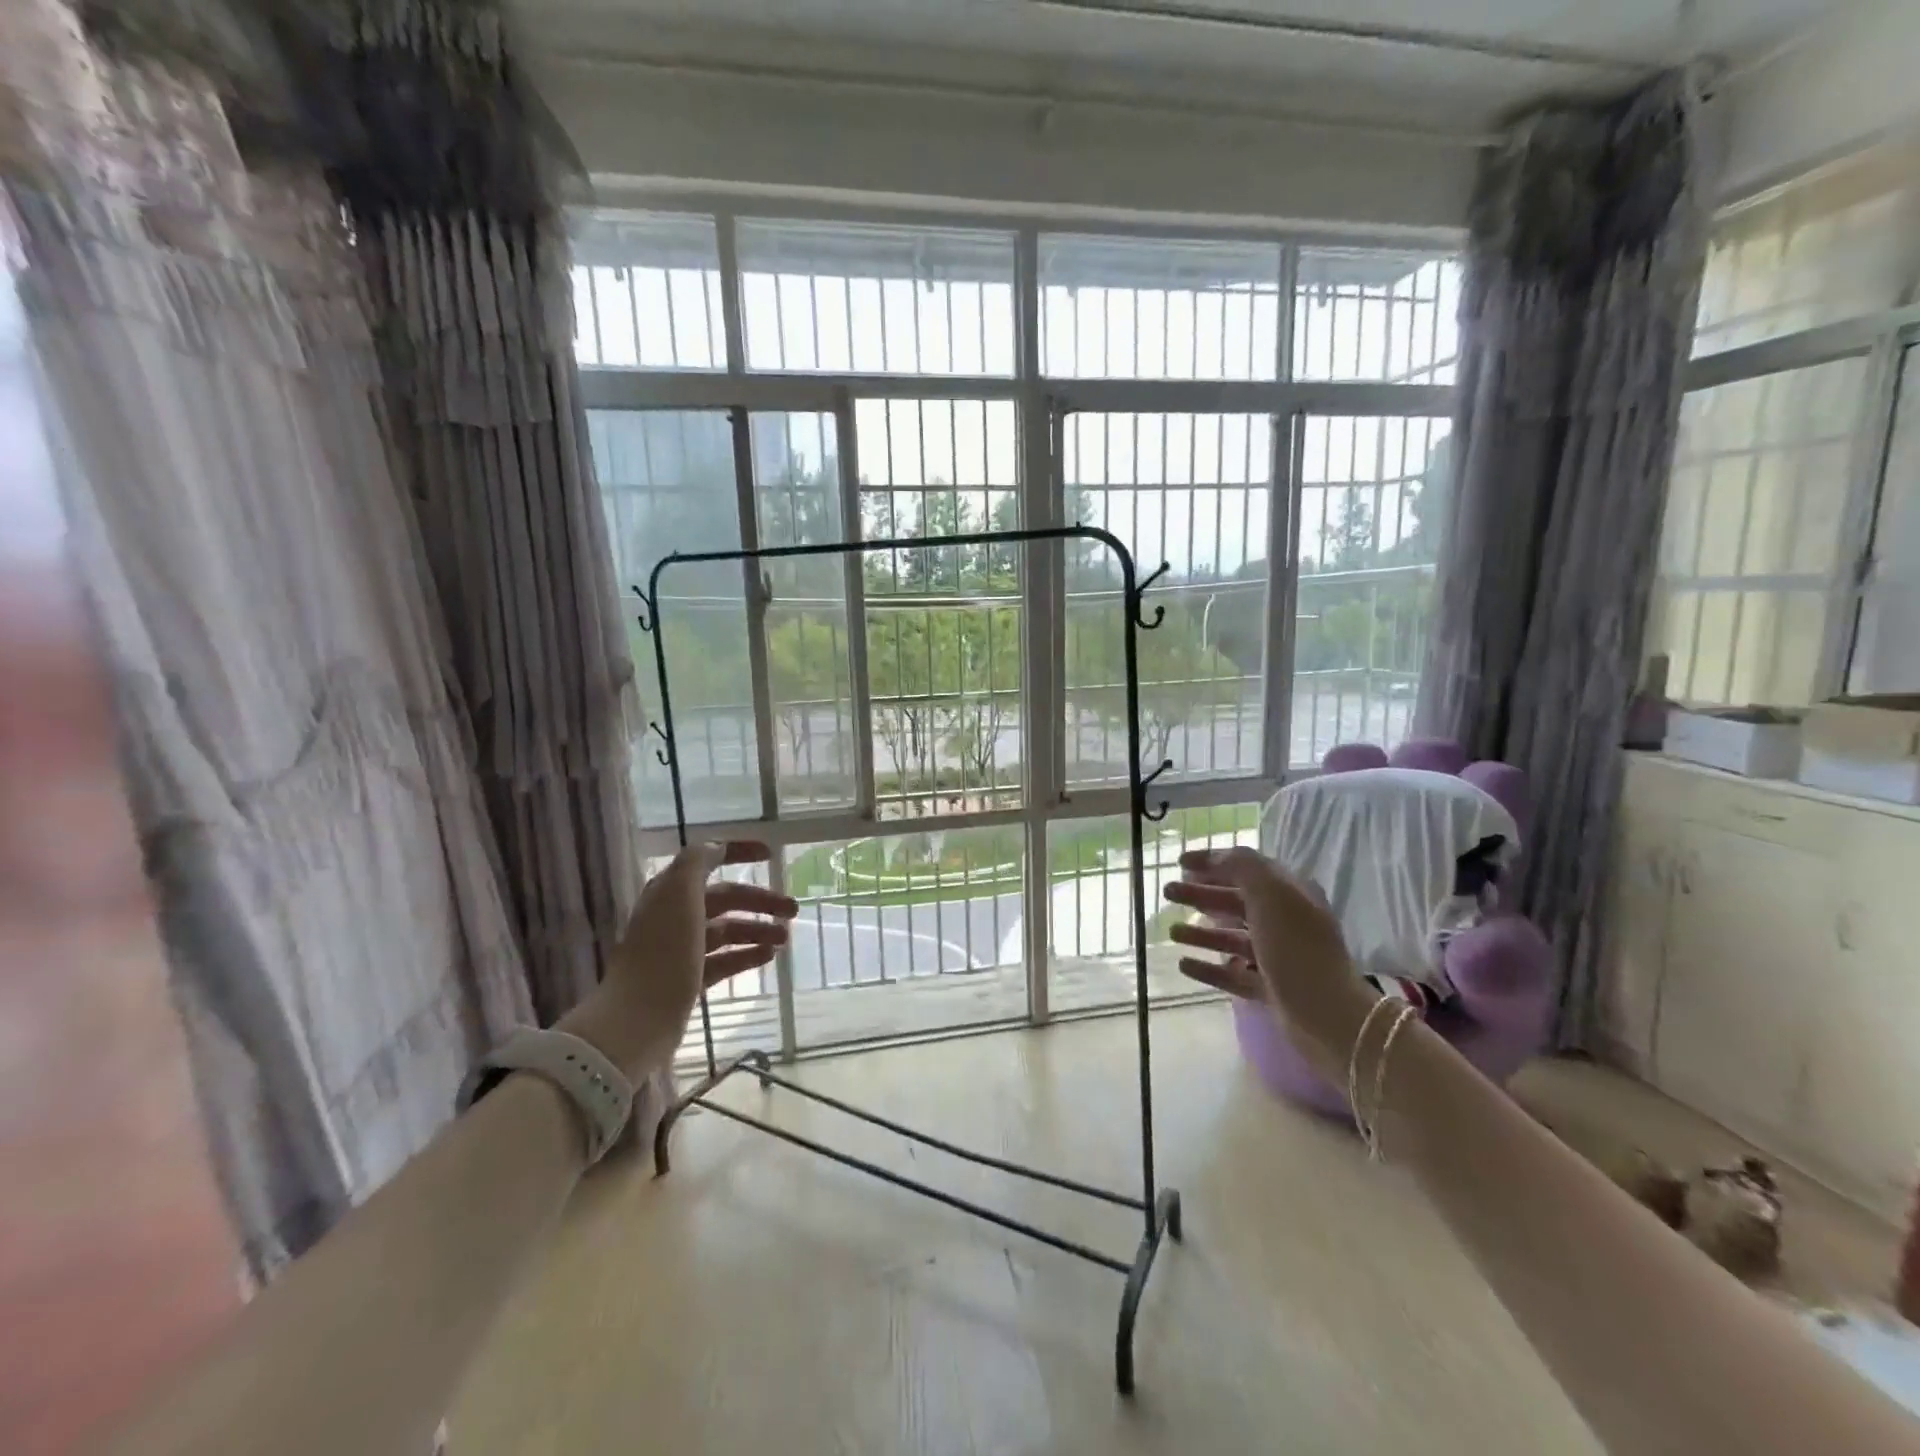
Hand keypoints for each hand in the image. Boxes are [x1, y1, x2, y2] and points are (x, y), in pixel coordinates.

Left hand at [560, 841, 797, 1080]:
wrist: (637, 1018)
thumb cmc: (663, 950)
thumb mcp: (678, 893)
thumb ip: (697, 862)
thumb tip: (716, 848)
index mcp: (670, 890)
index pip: (707, 860)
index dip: (737, 852)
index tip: (770, 854)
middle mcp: (674, 916)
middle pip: (724, 899)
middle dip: (759, 901)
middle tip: (793, 910)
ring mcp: (681, 950)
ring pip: (727, 931)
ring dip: (757, 929)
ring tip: (785, 938)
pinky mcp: (688, 980)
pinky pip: (724, 961)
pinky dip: (747, 956)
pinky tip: (769, 957)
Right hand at [1162, 847, 1374, 1077]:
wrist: (1329, 1016)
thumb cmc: (1297, 948)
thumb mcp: (1271, 894)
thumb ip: (1242, 867)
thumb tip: (1216, 857)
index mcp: (1290, 893)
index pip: (1246, 868)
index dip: (1212, 862)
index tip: (1179, 863)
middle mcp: (1285, 921)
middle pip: (1235, 901)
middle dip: (1200, 894)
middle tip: (1168, 892)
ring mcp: (1278, 956)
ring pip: (1232, 938)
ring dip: (1201, 932)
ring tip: (1171, 932)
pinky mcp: (1271, 988)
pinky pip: (1232, 973)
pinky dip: (1208, 967)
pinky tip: (1183, 964)